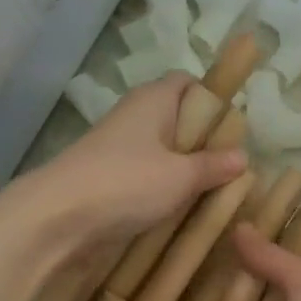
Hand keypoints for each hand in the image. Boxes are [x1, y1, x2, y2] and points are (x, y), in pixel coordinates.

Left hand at [30, 74, 246, 247]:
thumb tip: (243, 156)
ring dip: (186, 171)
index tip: (235, 128)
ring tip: (216, 193)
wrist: (57, 219)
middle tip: (233, 168)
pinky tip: (184, 211)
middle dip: (205, 142)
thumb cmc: (126, 183)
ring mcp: (119, 150)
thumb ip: (213, 165)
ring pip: (163, 152)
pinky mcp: (110, 180)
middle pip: (178, 120)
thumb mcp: (180, 176)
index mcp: (153, 100)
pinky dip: (165, 190)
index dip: (212, 98)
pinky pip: (147, 177)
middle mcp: (135, 117)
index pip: (188, 82)